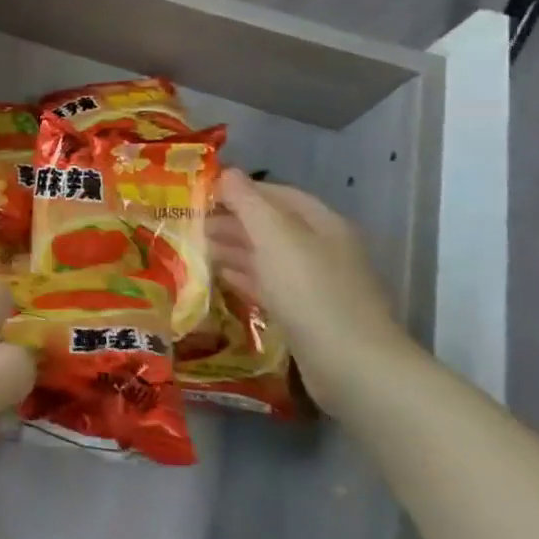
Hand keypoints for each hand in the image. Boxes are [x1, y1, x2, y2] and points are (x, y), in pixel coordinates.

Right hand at [203, 169, 413, 412]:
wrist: (351, 366)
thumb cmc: (310, 291)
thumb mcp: (275, 238)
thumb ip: (248, 203)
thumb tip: (226, 172)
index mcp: (321, 224)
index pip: (275, 194)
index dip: (239, 189)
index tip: (199, 191)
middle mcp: (321, 248)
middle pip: (270, 225)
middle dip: (230, 220)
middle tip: (187, 222)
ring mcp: (314, 283)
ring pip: (266, 256)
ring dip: (232, 249)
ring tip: (194, 248)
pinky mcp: (305, 314)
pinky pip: (268, 285)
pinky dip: (243, 277)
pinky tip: (219, 278)